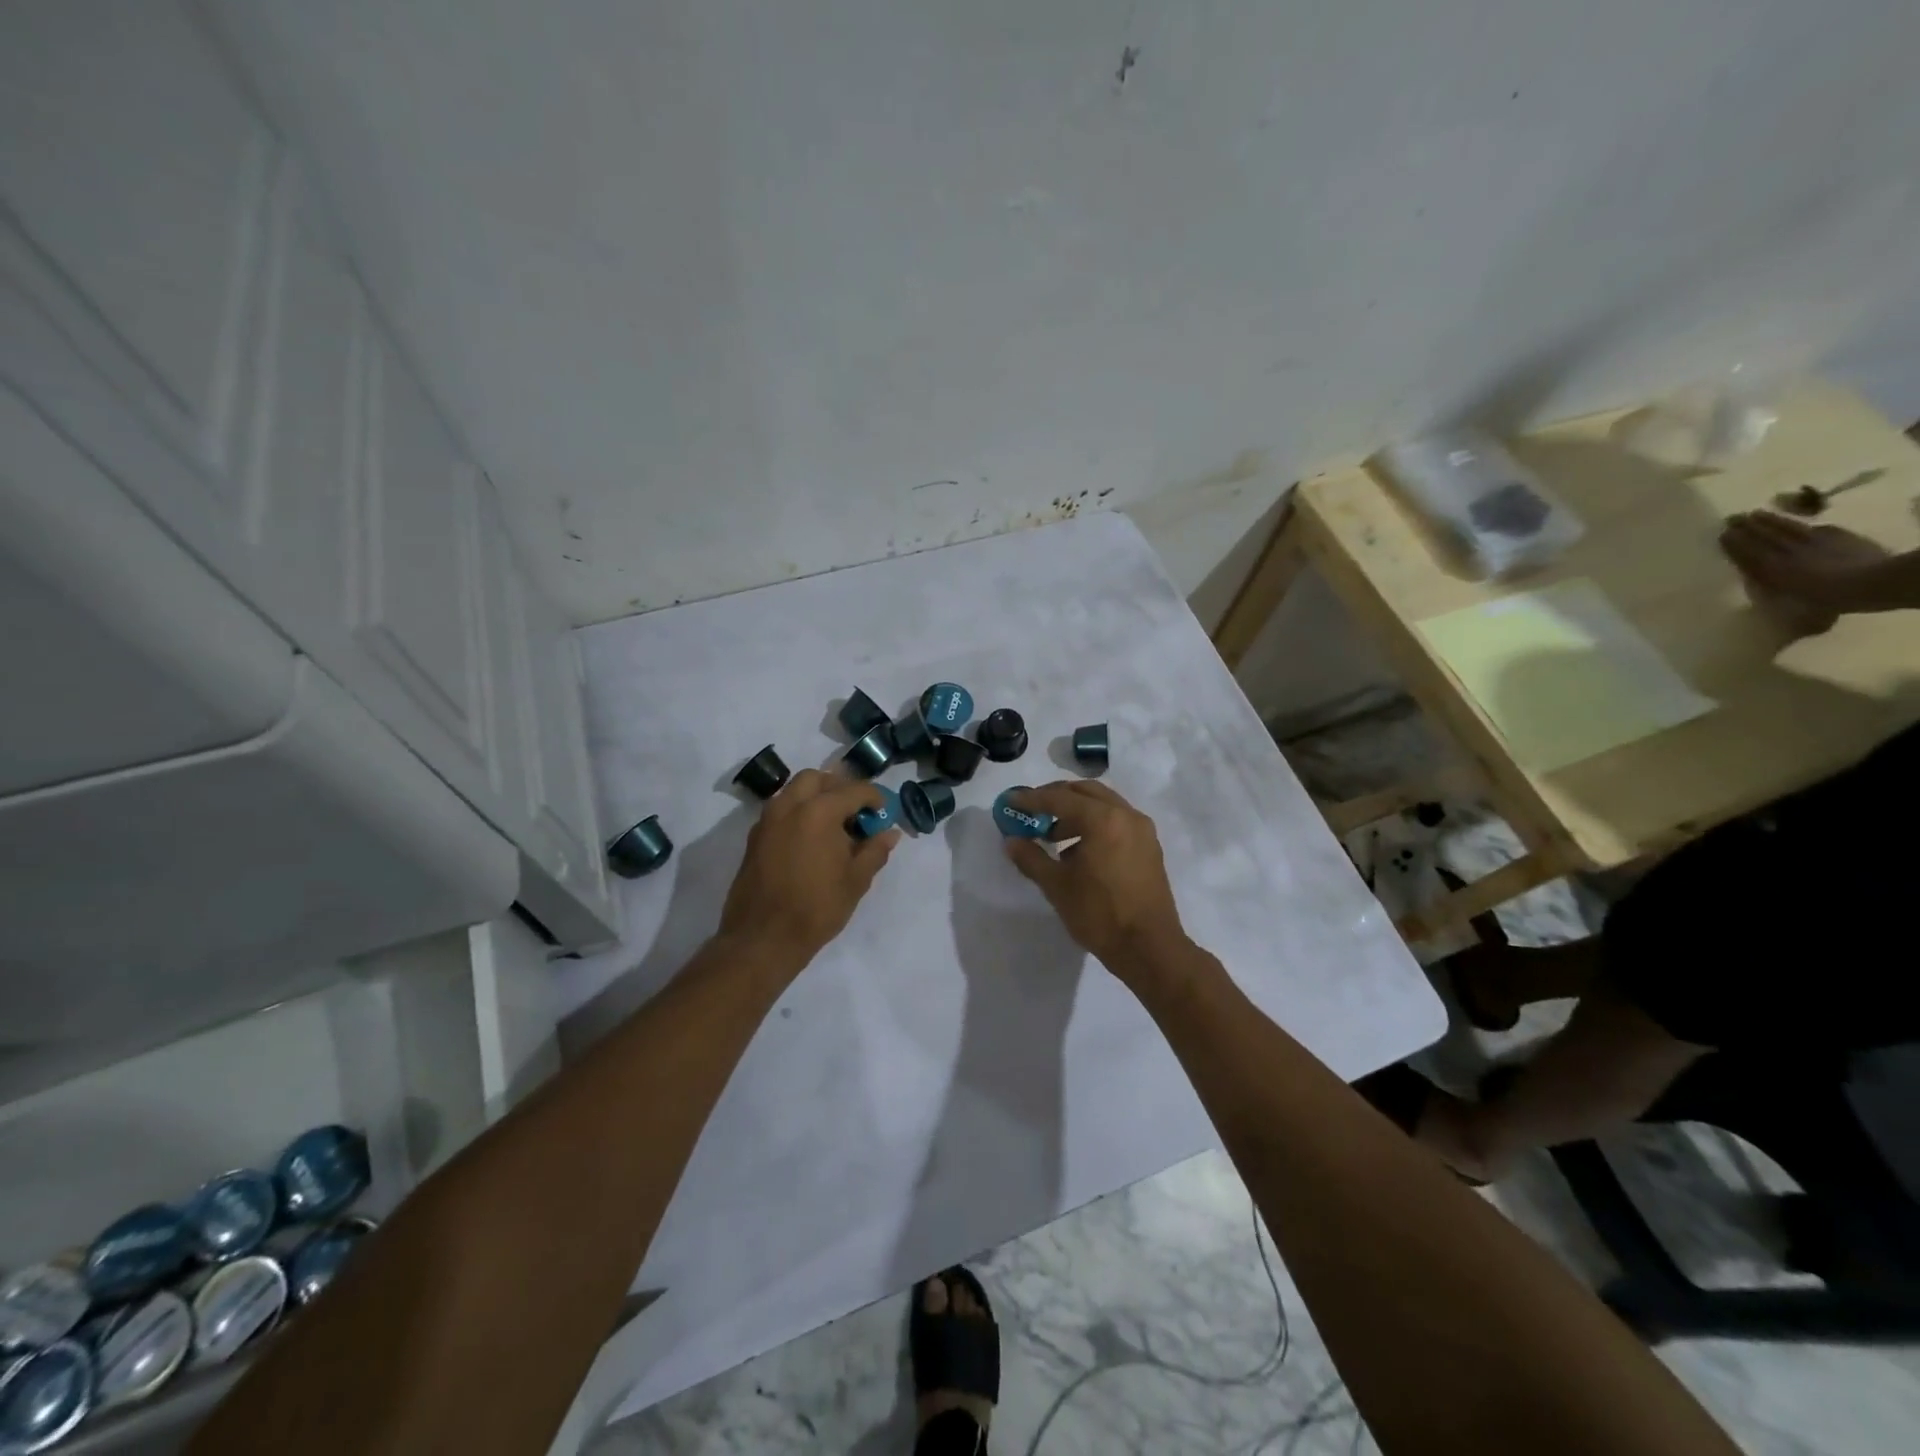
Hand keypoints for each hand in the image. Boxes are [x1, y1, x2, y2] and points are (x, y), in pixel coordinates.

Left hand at [719, 769, 900, 967]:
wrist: (763, 938)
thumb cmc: (816, 908)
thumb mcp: (856, 880)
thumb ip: (875, 850)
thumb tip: (890, 833)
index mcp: (819, 811)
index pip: (853, 790)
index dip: (874, 798)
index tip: (884, 812)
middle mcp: (789, 806)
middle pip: (816, 779)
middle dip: (839, 787)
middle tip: (855, 811)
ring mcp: (767, 820)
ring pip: (793, 791)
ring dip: (815, 797)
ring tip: (833, 826)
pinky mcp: (754, 838)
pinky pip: (780, 810)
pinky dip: (798, 812)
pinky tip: (810, 840)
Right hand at [1002, 781, 1186, 979]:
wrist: (1149, 948)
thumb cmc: (1099, 914)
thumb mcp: (1057, 886)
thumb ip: (1031, 858)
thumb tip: (1011, 841)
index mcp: (1102, 819)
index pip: (1059, 798)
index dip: (1031, 799)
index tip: (1011, 801)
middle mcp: (1125, 815)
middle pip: (1085, 792)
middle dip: (1056, 797)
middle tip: (1032, 811)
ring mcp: (1142, 829)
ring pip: (1103, 804)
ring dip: (1076, 811)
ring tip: (1053, 835)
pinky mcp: (1149, 845)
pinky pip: (1117, 820)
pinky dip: (1095, 823)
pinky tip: (1079, 849)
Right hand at [1720, 511, 1891, 620]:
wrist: (1873, 582)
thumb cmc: (1828, 600)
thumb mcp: (1790, 604)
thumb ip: (1773, 592)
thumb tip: (1757, 585)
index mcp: (1772, 568)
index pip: (1748, 552)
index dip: (1734, 542)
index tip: (1722, 533)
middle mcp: (1788, 551)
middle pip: (1764, 535)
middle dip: (1747, 526)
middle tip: (1732, 517)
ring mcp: (1814, 540)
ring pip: (1786, 527)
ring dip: (1770, 520)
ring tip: (1755, 513)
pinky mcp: (1838, 536)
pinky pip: (1817, 529)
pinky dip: (1804, 526)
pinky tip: (1801, 524)